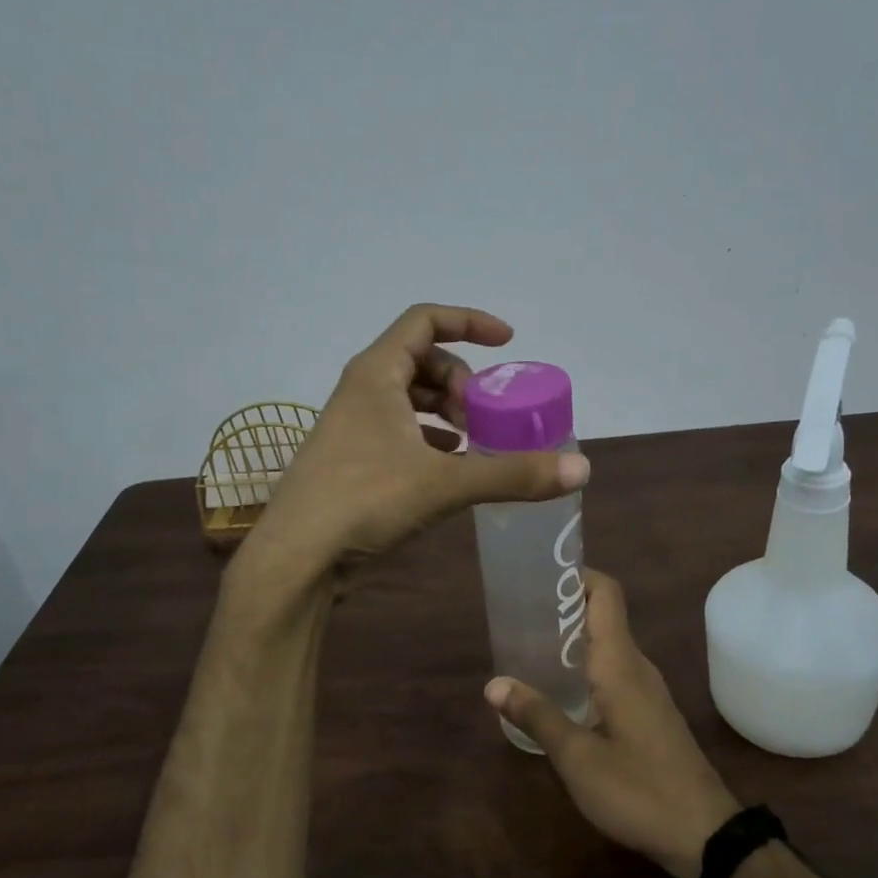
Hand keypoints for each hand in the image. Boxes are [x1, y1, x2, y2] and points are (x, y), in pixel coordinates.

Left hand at [247, 304, 590, 574]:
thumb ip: (513, 474)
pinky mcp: (352, 459)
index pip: (425, 319)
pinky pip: (400, 431)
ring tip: (475, 443)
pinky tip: (451, 468)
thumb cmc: (363, 500)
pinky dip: (431, 439)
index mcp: (376, 374)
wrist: (296, 557)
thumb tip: (581, 470)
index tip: (508, 343)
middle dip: (462, 382)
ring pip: (410, 399)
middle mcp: (362, 390)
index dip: (470, 322)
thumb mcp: (445, 483)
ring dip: (448, 412)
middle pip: (422, 360)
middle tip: (485, 418)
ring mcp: (353, 426)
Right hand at [485, 569, 741, 877]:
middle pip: (603, 615)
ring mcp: (648, 690)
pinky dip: (585, 665)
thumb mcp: (577, 758)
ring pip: (608, 645)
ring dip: (572, 639)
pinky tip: (561, 690)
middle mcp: (637, 666)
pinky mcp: (650, 713)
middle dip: (563, 607)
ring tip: (530, 647)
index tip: (539, 576)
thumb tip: (494, 684)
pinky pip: (614, 670)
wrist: (706, 835)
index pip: (606, 594)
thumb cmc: (638, 790)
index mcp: (620, 662)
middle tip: (519, 615)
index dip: (577, 575)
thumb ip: (537, 716)